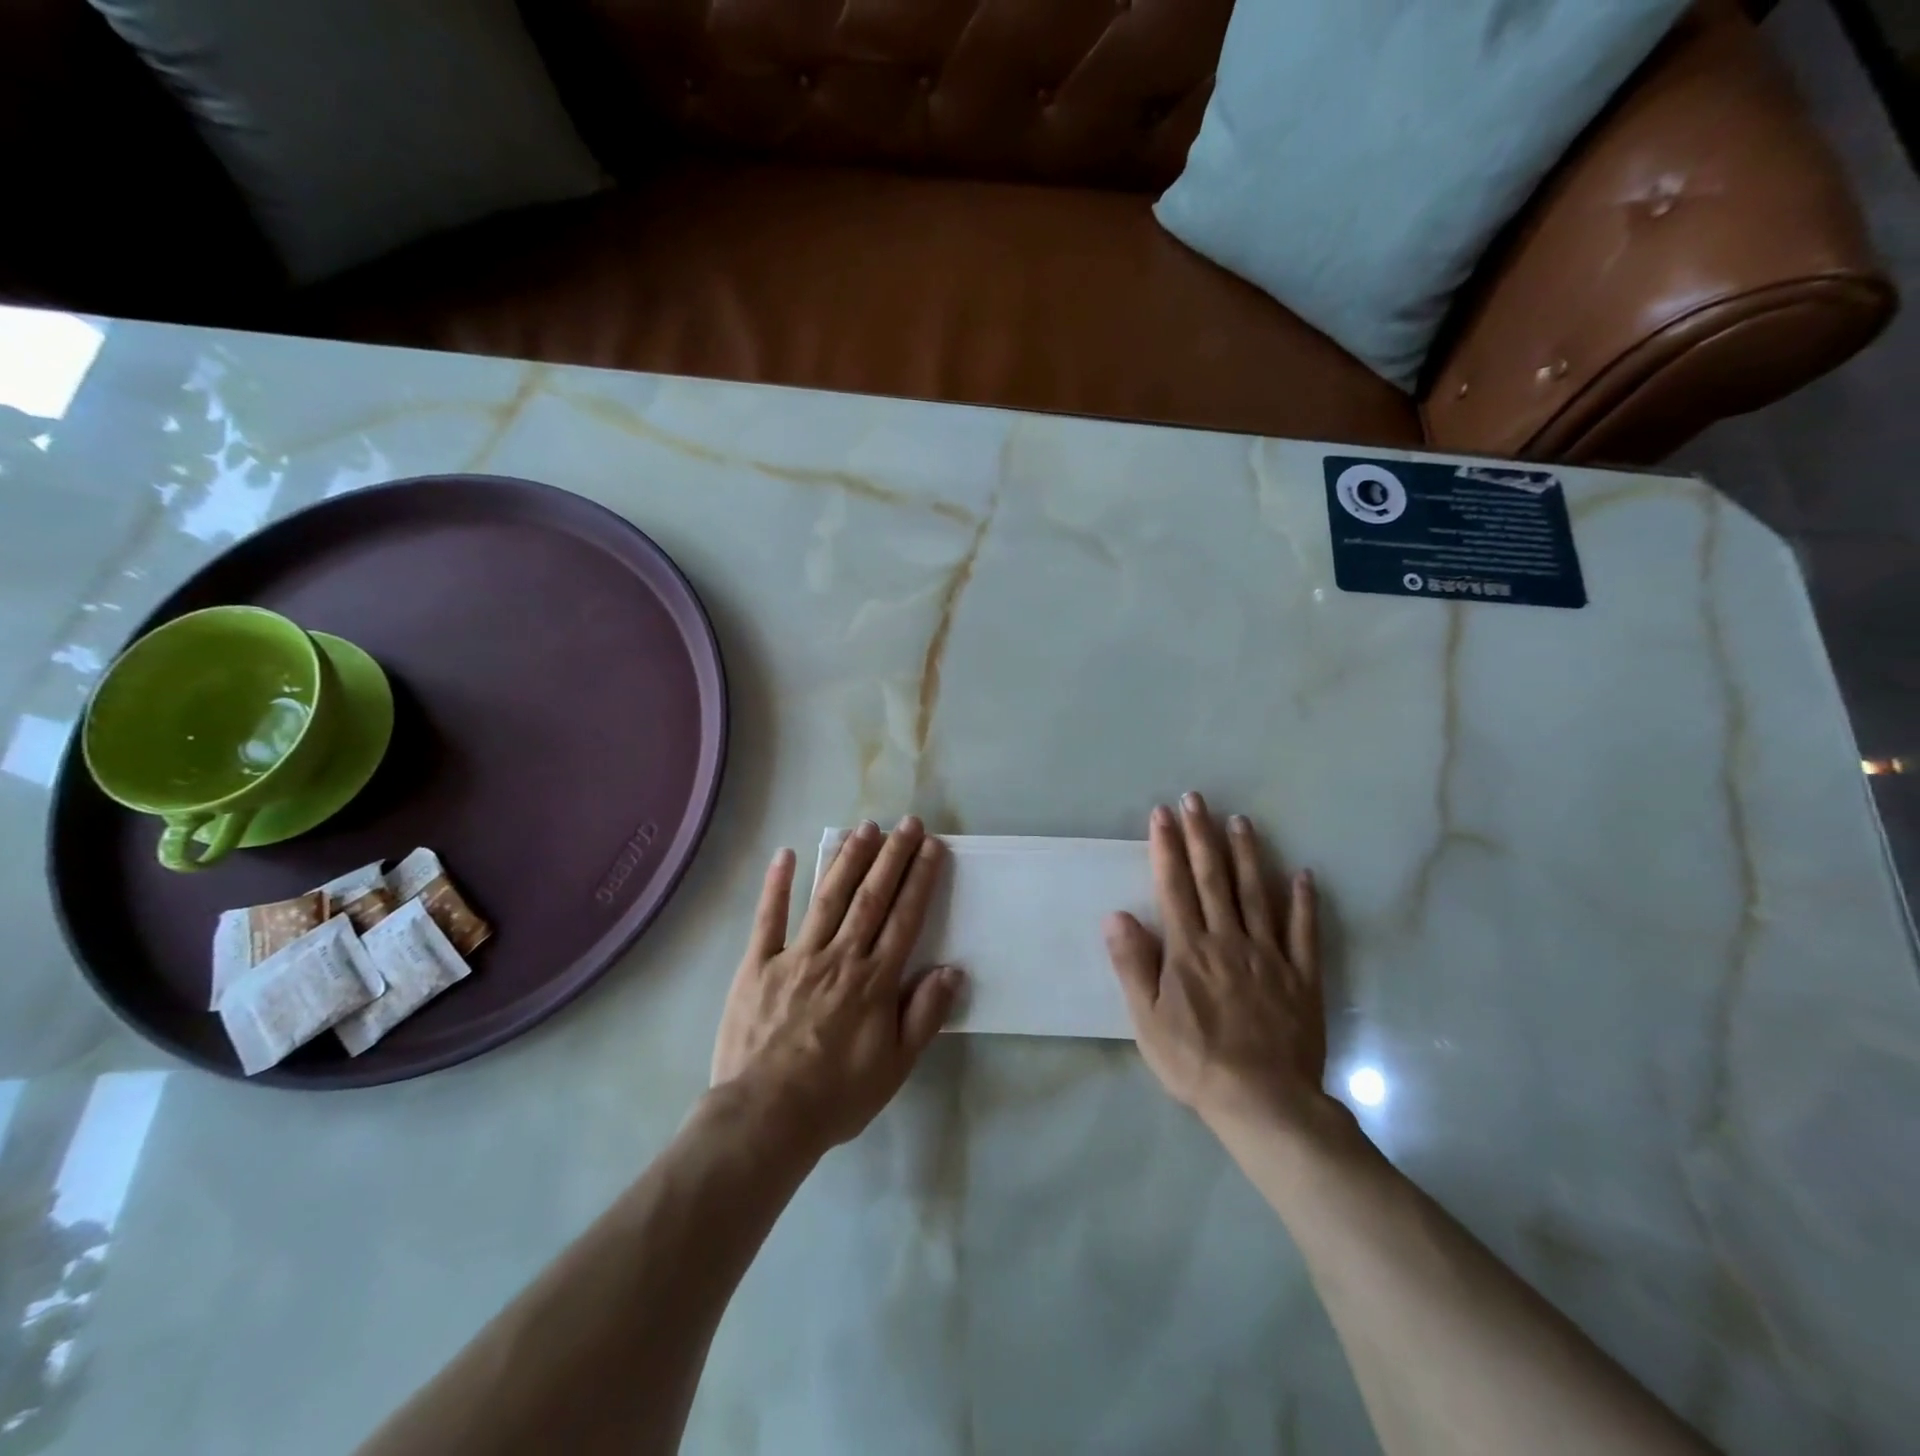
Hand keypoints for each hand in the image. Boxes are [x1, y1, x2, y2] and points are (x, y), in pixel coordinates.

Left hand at [712, 817, 962, 1152]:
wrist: (766, 1117)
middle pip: (871, 897)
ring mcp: (796, 957)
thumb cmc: (837, 1095)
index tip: (932, 847)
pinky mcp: (757, 965)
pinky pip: (767, 919)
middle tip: (907, 822)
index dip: (920, 879)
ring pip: (828, 898)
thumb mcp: (895, 1066)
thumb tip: (952, 970)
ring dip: (848, 859)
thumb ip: (924, 1015)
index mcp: (874, 981)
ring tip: (866, 827)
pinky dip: (777, 885)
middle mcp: (840, 957)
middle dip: (892, 856)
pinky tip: (786, 854)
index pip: (904, 918)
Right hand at [1104, 795, 1331, 1132]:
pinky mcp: (1301, 976)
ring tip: (1241, 821)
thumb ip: (1133, 964)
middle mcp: (1228, 940)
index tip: (1162, 813)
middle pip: (1213, 879)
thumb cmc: (1195, 1061)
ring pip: (1257, 893)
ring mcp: (1269, 955)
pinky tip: (1303, 875)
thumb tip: (1117, 914)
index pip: (1174, 886)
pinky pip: (1304, 932)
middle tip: (1197, 799)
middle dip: (1202, 836)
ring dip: (1247, 854)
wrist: (1264, 1103)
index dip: (1166, 847)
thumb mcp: (1147, 1019)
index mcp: (1189, 949)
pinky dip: (1303, 902)